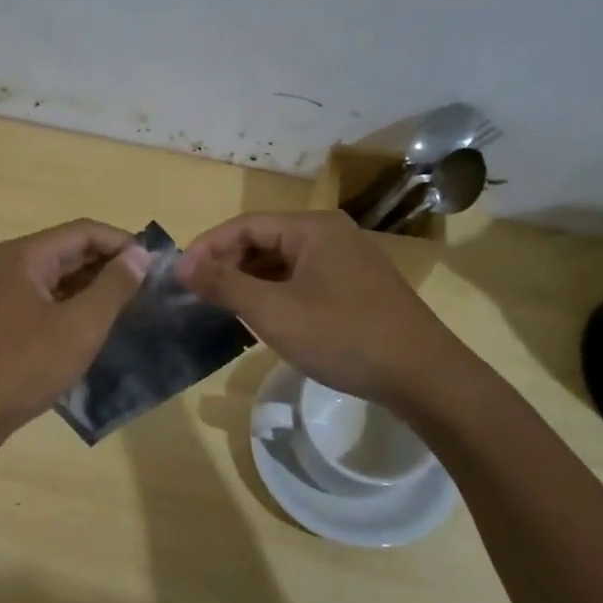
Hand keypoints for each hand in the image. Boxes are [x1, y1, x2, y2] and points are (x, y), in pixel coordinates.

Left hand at [0, 220, 150, 444]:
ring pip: (58, 277)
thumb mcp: (80, 326)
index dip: (123, 243)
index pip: (84, 231)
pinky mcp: (2, 320)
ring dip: (93, 287)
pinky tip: (95, 326)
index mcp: (25, 255)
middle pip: (70, 250)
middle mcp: (11, 265)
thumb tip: (140, 254)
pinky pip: (46, 299)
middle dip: (110, 265)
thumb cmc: (24, 366)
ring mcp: (3, 293)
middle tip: (148, 288)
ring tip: (130, 307)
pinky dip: (73, 305)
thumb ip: (114, 286)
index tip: (156, 265)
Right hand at [177, 210, 455, 405]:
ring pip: (284, 263)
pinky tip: (264, 320)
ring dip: (251, 282)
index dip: (208, 247)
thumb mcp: (274, 311)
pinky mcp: (357, 288)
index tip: (179, 276)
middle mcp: (331, 234)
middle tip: (199, 296)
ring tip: (223, 309)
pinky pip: (303, 280)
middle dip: (228, 265)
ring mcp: (348, 261)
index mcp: (312, 228)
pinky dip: (276, 294)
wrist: (423, 376)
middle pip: (265, 241)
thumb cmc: (343, 336)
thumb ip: (224, 284)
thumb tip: (181, 265)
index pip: (246, 225)